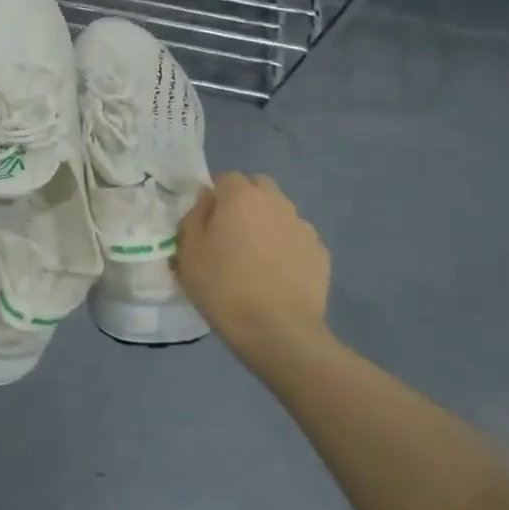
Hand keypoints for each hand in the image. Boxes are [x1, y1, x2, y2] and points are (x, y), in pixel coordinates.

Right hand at [175, 173, 331, 349]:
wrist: (278, 331)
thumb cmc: (223, 287)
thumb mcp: (188, 252)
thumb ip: (194, 217)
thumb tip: (207, 200)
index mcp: (241, 196)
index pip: (225, 178)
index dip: (214, 197)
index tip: (205, 222)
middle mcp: (276, 202)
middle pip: (258, 189)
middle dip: (245, 203)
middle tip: (231, 234)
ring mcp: (303, 227)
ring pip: (280, 214)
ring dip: (267, 225)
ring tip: (255, 259)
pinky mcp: (321, 254)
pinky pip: (297, 240)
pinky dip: (286, 249)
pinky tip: (277, 276)